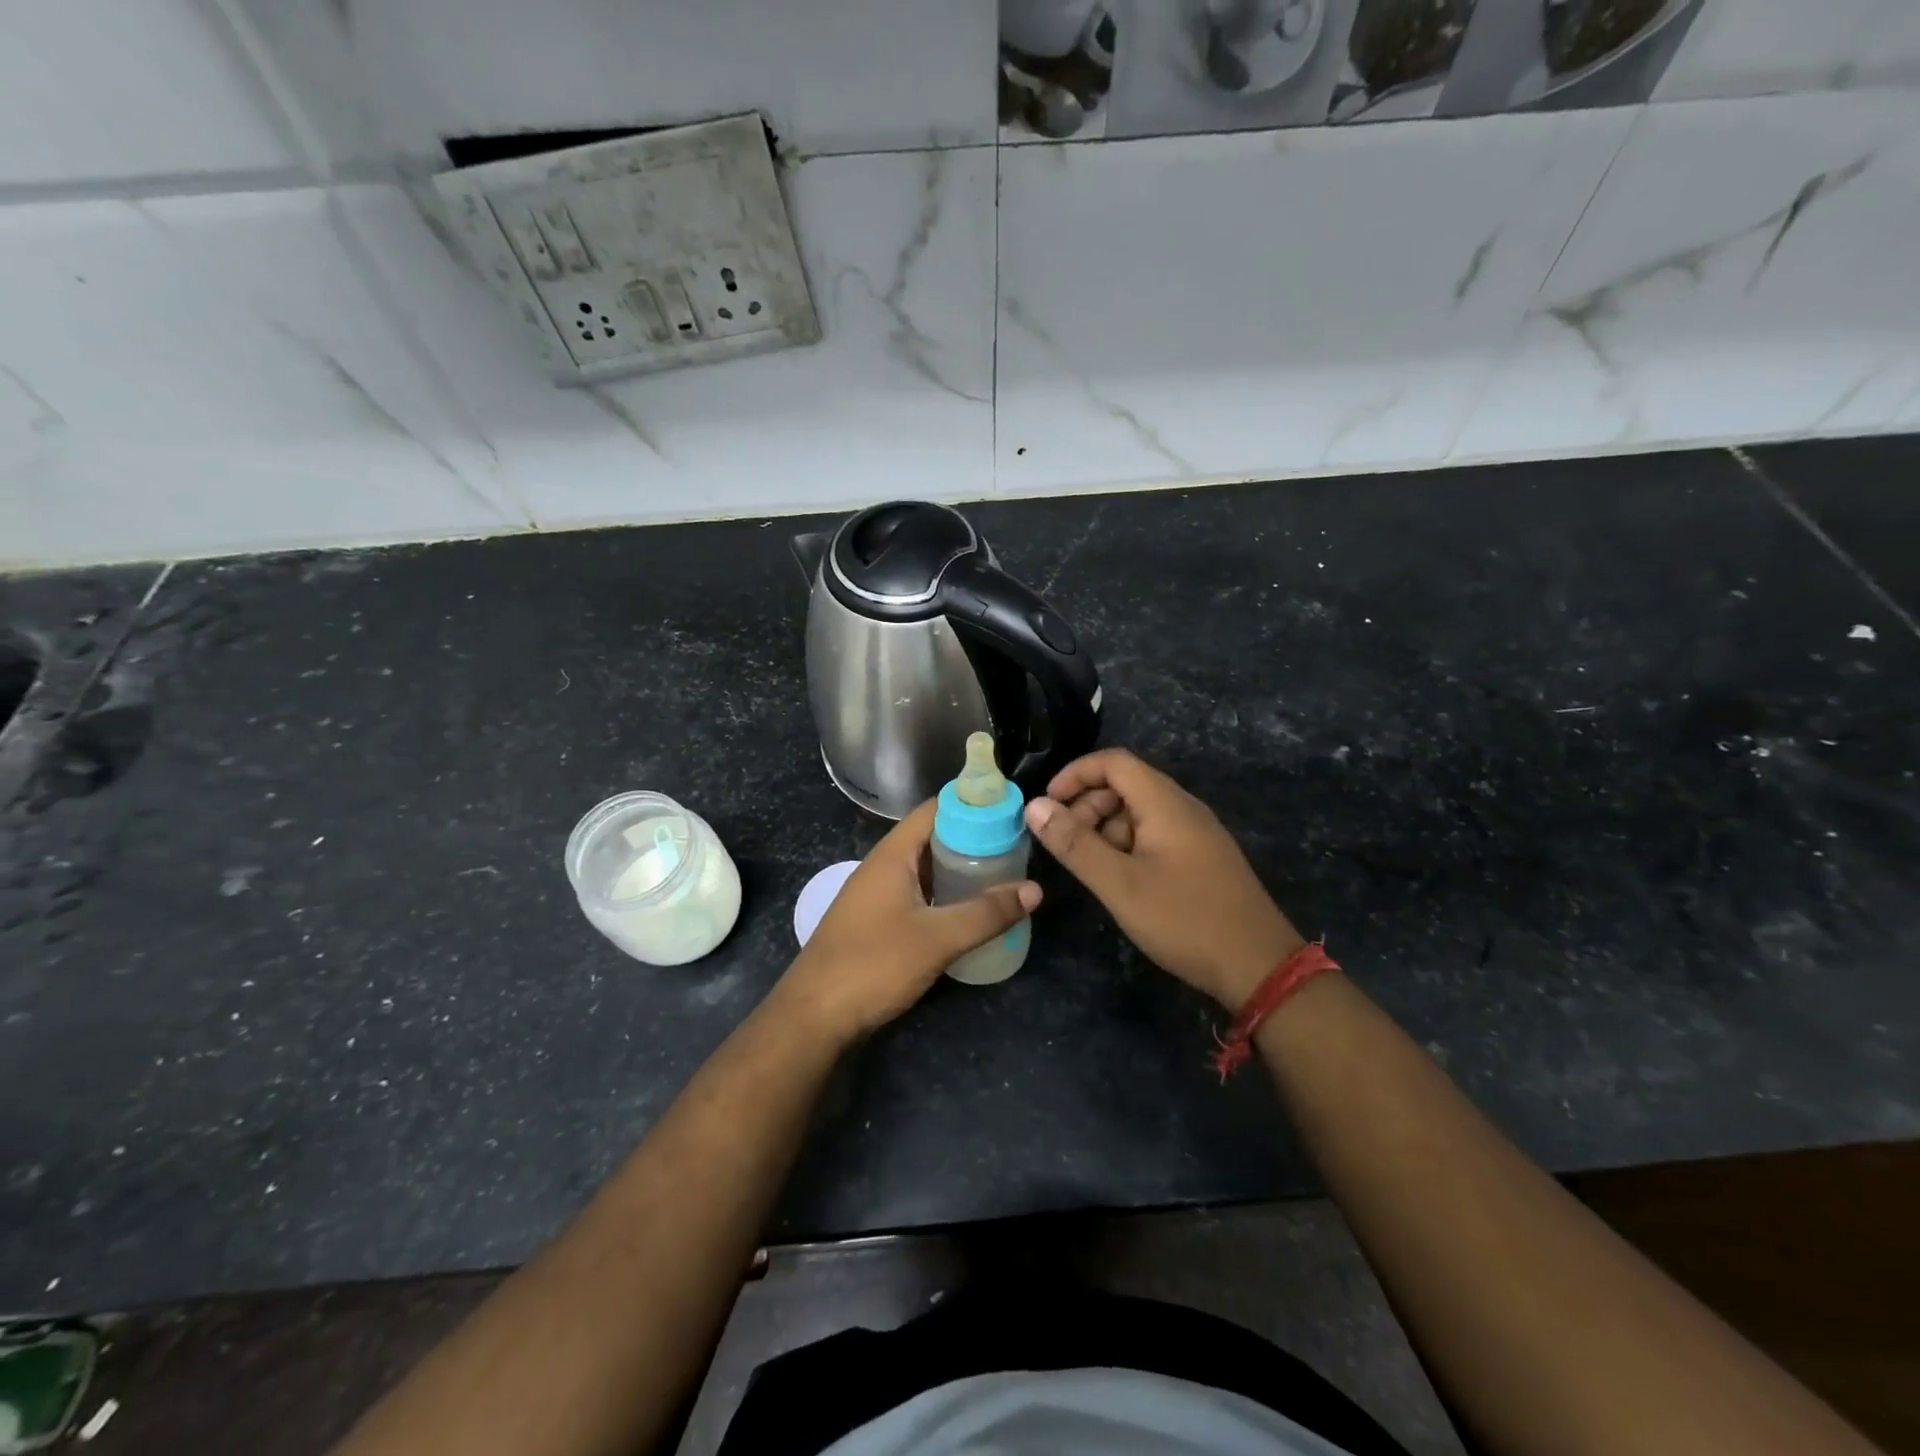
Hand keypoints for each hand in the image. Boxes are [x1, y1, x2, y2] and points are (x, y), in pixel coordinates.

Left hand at [773, 799, 1041, 1047]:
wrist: (813, 1016)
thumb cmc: (873, 964)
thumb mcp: (937, 938)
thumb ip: (986, 913)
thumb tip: (1034, 890)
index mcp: (892, 855)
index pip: (935, 809)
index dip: (971, 805)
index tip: (1010, 811)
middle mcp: (882, 866)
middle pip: (932, 838)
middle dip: (972, 840)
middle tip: (1015, 848)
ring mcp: (875, 895)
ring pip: (924, 869)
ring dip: (958, 870)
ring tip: (1001, 877)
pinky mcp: (875, 923)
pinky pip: (916, 894)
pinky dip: (943, 895)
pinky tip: (967, 912)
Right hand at [1024, 749, 1302, 1009]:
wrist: (1259, 966)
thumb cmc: (1184, 919)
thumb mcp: (1119, 884)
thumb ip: (1075, 844)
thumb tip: (1035, 807)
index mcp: (1165, 803)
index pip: (1113, 762)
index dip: (1074, 775)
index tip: (1047, 807)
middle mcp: (1182, 808)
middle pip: (1124, 785)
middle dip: (1087, 806)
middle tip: (1066, 845)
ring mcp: (1196, 833)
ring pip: (1138, 812)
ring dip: (1105, 830)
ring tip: (1091, 870)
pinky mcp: (1201, 858)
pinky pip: (1155, 835)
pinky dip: (1127, 847)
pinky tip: (1121, 882)